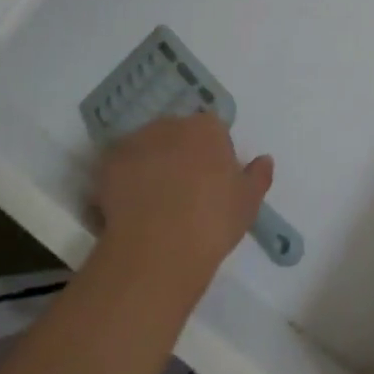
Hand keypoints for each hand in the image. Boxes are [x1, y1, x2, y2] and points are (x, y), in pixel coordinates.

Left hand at [92, 112, 272, 293]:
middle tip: (180, 193)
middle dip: (178, 155)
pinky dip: (121, 181)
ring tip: (150, 203)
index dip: (212, 157)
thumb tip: (264, 159)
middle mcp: (172, 124)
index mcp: (208, 128)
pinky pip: (118, 167)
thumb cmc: (212, 221)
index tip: (210, 185)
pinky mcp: (108, 163)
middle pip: (177, 134)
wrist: (159, 249)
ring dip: (149, 164)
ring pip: (146, 148)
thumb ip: (258, 176)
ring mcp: (137, 141)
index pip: (213, 132)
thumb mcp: (248, 203)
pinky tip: (127, 209)